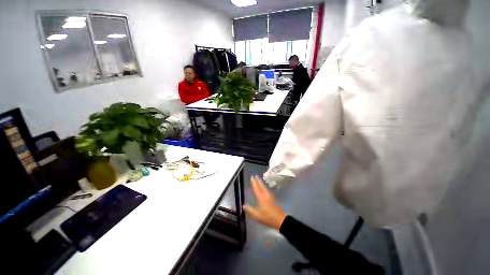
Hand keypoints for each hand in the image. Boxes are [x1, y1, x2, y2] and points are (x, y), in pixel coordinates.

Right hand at [244, 176, 286, 229]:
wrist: (280, 220)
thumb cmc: (267, 217)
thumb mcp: (257, 215)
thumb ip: (250, 210)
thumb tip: (243, 205)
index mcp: (261, 198)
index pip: (256, 188)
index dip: (254, 182)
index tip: (252, 177)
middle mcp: (265, 195)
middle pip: (261, 186)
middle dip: (258, 180)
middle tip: (255, 176)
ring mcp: (270, 196)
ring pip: (264, 187)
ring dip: (261, 183)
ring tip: (258, 180)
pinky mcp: (272, 198)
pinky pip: (266, 190)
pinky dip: (263, 187)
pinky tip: (263, 188)